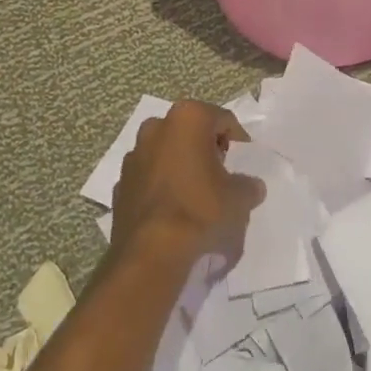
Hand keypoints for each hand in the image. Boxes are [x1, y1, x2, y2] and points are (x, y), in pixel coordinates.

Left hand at [112, 100, 262, 265]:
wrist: (152, 251)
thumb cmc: (201, 210)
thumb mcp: (240, 197)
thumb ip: (248, 185)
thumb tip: (250, 186)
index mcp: (188, 118)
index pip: (223, 120)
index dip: (238, 140)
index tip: (243, 162)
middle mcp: (156, 127)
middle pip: (191, 131)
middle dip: (206, 147)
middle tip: (221, 173)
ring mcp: (134, 155)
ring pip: (166, 151)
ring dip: (181, 164)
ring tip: (196, 192)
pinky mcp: (120, 183)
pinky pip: (149, 176)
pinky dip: (162, 184)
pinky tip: (173, 209)